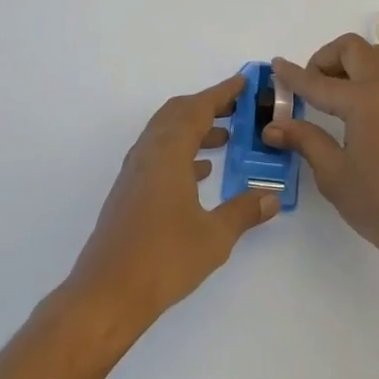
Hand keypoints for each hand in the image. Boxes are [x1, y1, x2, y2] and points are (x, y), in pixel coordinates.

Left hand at [67, 74, 280, 336]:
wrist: (107, 295)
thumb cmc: (163, 259)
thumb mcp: (214, 237)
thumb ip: (244, 211)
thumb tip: (272, 195)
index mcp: (168, 152)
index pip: (198, 108)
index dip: (222, 93)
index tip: (244, 83)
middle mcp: (148, 153)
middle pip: (178, 113)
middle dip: (208, 106)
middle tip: (238, 108)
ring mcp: (135, 172)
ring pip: (166, 133)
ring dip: (194, 129)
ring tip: (226, 138)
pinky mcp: (129, 192)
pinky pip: (158, 155)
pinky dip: (181, 151)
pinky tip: (201, 173)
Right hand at [267, 35, 378, 278]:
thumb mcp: (333, 174)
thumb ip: (305, 140)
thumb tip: (274, 126)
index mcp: (365, 100)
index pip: (319, 82)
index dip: (293, 75)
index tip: (276, 65)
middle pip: (354, 49)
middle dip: (326, 57)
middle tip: (310, 83)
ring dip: (354, 61)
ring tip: (336, 91)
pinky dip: (371, 76)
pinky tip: (358, 111)